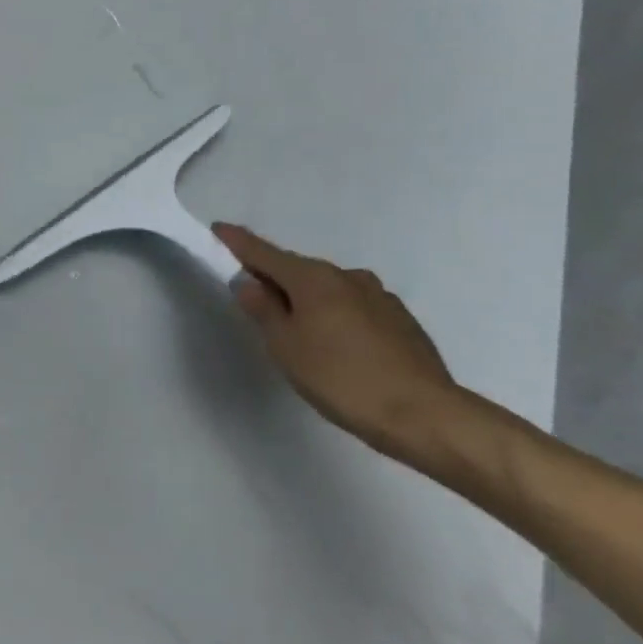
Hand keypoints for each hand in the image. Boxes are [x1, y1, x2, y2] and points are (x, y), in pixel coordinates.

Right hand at [213, 223, 459, 460]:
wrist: (424, 414)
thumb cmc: (340, 378)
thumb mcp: (285, 345)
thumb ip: (263, 309)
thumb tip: (248, 282)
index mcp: (314, 278)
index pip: (264, 252)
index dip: (238, 242)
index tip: (218, 229)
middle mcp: (347, 276)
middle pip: (298, 270)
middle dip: (274, 278)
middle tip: (253, 299)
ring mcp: (379, 296)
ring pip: (328, 289)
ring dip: (307, 299)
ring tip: (298, 331)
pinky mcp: (400, 319)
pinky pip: (353, 307)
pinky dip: (335, 315)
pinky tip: (337, 346)